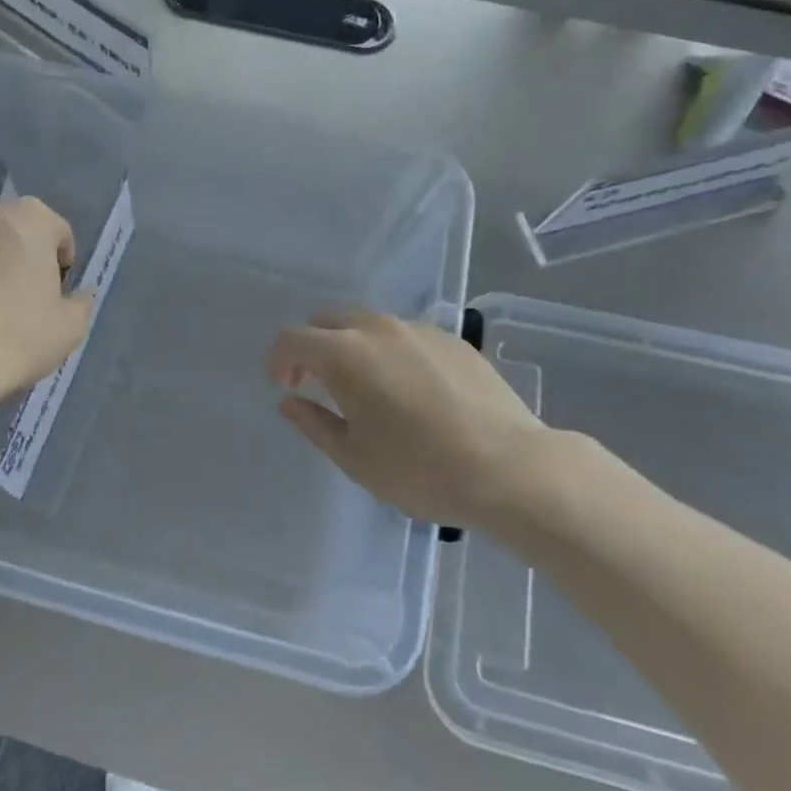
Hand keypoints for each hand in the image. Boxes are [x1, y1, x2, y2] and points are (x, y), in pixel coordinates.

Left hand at [0, 197, 94, 400]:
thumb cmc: (20, 334)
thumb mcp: (71, 325)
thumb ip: (81, 301)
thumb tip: (81, 293)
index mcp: (31, 218)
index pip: (59, 231)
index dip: (64, 264)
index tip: (58, 294)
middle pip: (21, 232)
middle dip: (29, 257)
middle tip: (32, 298)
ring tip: (0, 310)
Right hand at [268, 311, 555, 528]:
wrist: (511, 469)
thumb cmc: (420, 470)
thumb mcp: (354, 457)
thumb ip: (313, 422)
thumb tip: (290, 400)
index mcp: (344, 354)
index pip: (292, 338)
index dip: (279, 360)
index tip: (286, 387)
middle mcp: (377, 328)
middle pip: (327, 321)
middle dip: (312, 347)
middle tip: (318, 384)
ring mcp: (418, 329)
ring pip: (367, 324)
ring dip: (351, 346)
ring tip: (366, 388)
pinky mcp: (452, 339)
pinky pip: (404, 334)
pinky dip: (389, 351)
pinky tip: (410, 389)